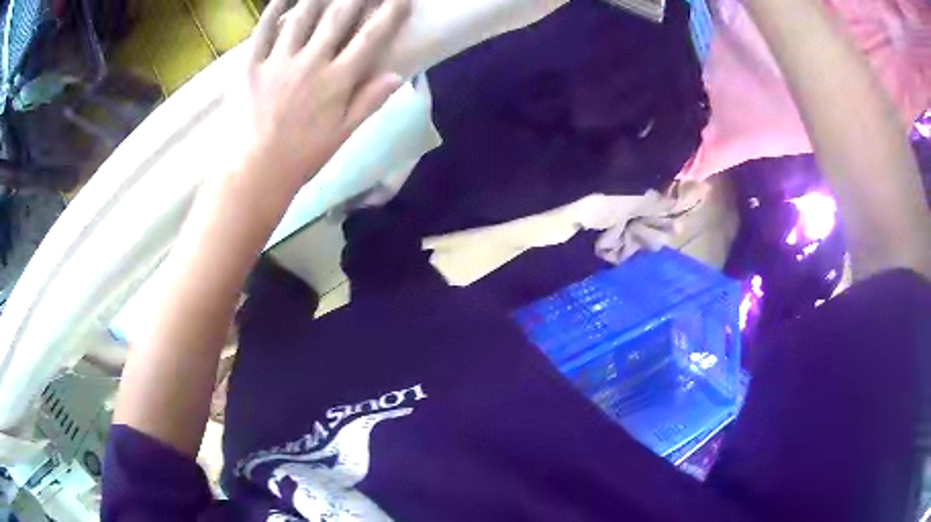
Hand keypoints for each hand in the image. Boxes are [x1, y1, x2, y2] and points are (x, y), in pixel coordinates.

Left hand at [237, 0, 410, 191]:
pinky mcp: (250, 66)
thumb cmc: (302, 157)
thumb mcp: (344, 134)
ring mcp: (279, 61)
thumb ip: (369, 101)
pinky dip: (273, 10)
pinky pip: (263, 31)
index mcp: (338, 80)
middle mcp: (312, 62)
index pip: (371, 37)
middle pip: (339, 17)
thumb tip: (398, 74)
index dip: (389, 13)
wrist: (254, 173)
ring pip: (302, 17)